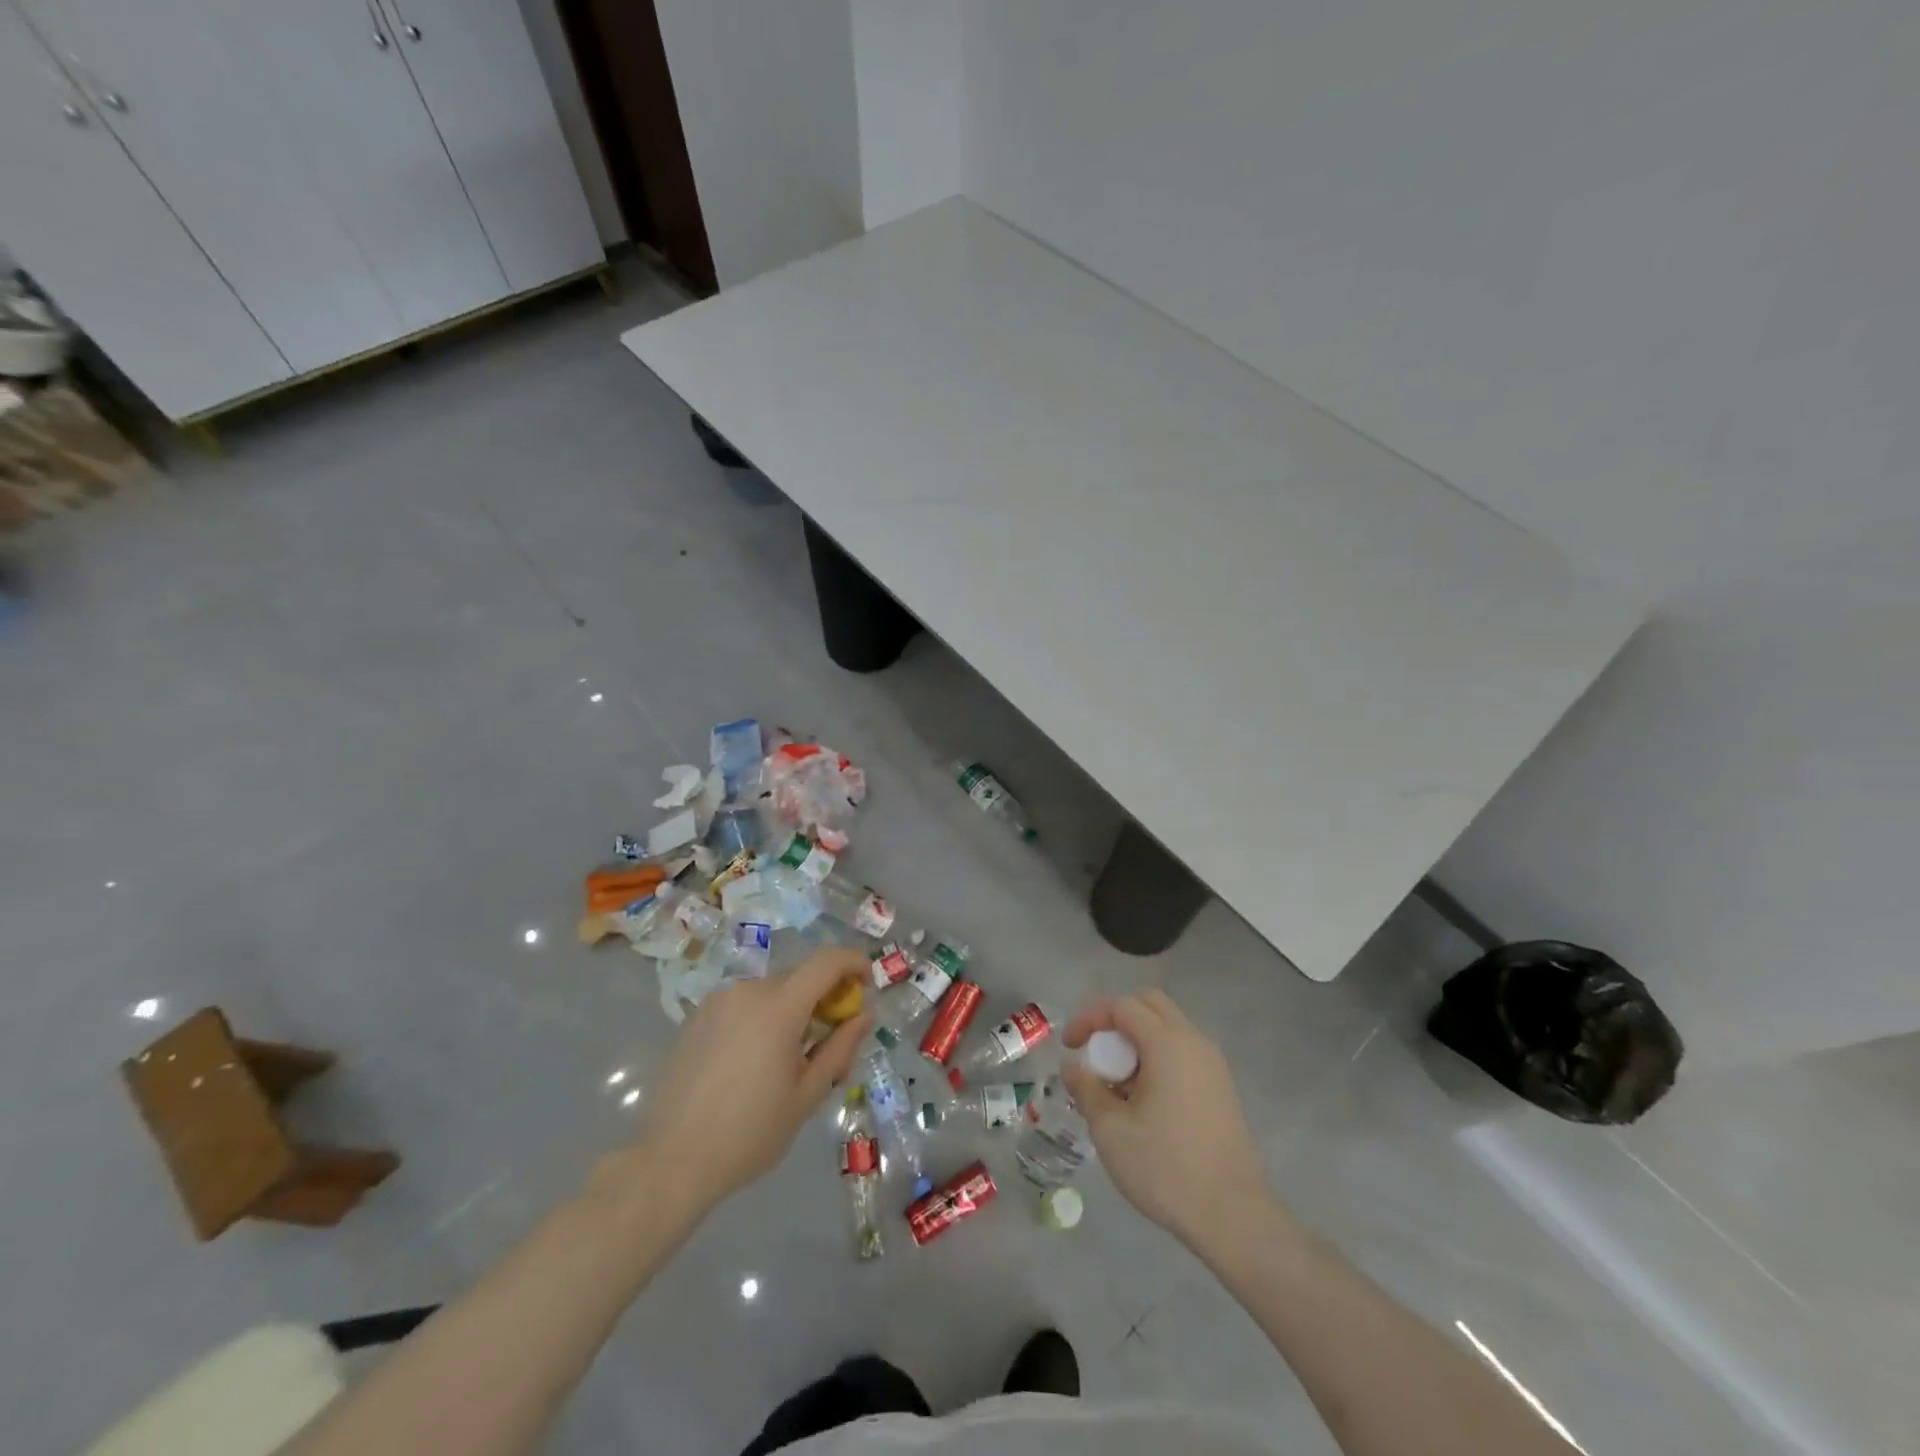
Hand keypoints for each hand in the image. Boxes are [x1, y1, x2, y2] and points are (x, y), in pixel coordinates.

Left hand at [622, 948, 873, 1216]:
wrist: (670, 1162)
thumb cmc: (748, 1134)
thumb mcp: (806, 1096)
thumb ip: (839, 1049)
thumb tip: (864, 1015)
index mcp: (778, 1007)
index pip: (827, 961)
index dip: (854, 962)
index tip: (867, 985)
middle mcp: (747, 990)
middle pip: (800, 978)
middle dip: (824, 998)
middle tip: (831, 1042)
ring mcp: (718, 1001)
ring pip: (771, 992)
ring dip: (792, 1011)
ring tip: (789, 1061)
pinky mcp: (697, 1017)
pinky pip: (744, 1004)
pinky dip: (762, 1018)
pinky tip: (754, 1064)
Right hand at [1062, 989, 1272, 1249]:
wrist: (1233, 1216)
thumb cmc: (1165, 1167)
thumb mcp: (1111, 1130)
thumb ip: (1087, 1089)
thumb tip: (1073, 1068)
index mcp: (1167, 1042)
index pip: (1121, 1005)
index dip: (1089, 1017)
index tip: (1070, 1047)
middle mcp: (1193, 1042)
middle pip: (1149, 1005)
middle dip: (1115, 1020)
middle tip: (1095, 1053)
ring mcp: (1213, 1065)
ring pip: (1167, 1029)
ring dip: (1137, 1041)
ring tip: (1117, 1084)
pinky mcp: (1222, 1088)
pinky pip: (1183, 1053)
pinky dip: (1157, 1059)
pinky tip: (1145, 1102)